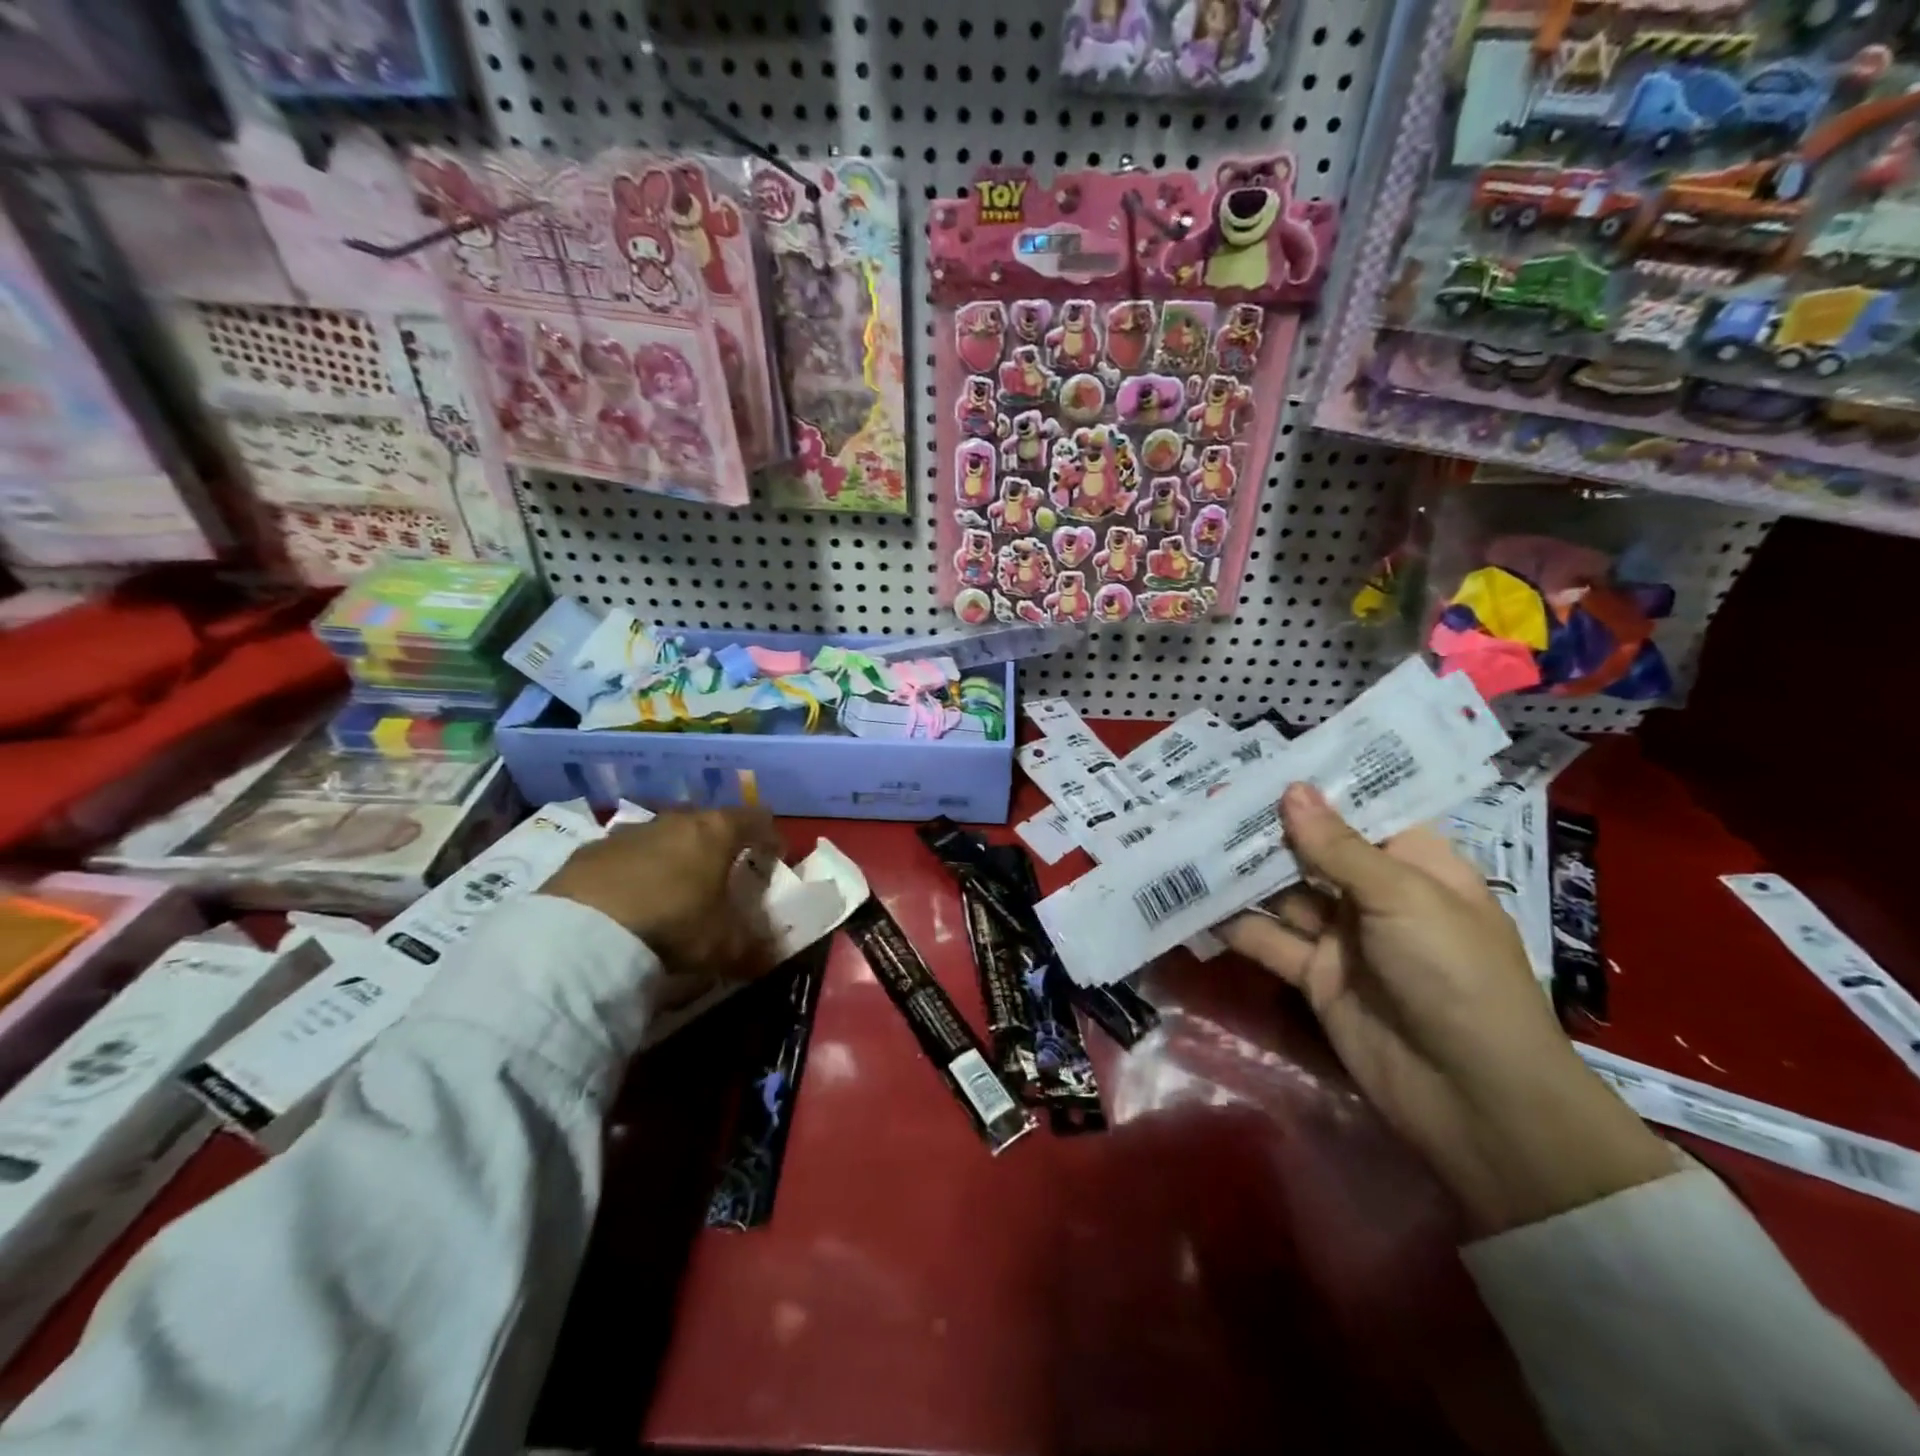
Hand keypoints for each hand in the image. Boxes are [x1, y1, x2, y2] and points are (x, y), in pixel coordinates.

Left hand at [544, 810, 783, 1005]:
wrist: (582, 932)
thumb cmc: (674, 925)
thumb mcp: (724, 945)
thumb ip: (754, 946)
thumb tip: (772, 954)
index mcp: (716, 831)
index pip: (755, 820)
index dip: (769, 836)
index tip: (775, 855)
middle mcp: (676, 820)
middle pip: (708, 822)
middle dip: (719, 844)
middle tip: (723, 872)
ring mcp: (630, 831)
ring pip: (664, 836)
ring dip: (674, 856)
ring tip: (674, 888)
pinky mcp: (590, 850)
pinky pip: (625, 855)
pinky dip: (635, 871)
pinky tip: (629, 899)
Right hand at [1219, 783, 1673, 1236]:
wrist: (1473, 1098)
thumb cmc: (1456, 975)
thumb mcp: (1402, 897)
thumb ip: (1338, 846)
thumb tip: (1291, 789)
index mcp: (1416, 865)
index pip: (1362, 812)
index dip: (1317, 788)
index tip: (1263, 762)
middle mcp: (1376, 894)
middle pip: (1314, 850)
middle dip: (1267, 827)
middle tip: (1209, 797)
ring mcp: (1343, 937)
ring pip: (1284, 893)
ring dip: (1243, 872)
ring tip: (1190, 837)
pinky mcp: (1315, 977)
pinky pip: (1269, 940)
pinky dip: (1235, 923)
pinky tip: (1194, 900)